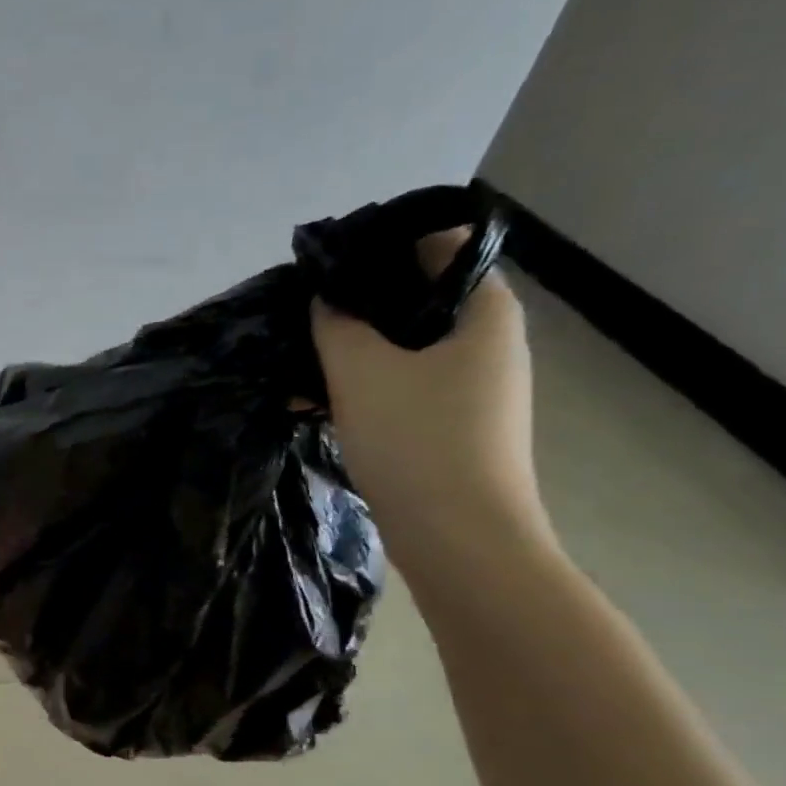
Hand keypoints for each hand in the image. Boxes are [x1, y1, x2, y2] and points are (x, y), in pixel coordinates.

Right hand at [311, 228, 551, 576]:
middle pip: (417, 299)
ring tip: (297, 366)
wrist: (460, 540)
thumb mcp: (362, 371)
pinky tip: (314, 405)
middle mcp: (488, 340)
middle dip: (358, 305)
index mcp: (484, 310)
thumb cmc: (417, 441)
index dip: (381, 248)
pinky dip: (364, 389)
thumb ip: (336, 323)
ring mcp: (474, 388)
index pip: (438, 244)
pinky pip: (403, 389)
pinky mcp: (454, 426)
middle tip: (304, 317)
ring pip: (405, 350)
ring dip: (353, 353)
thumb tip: (326, 296)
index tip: (328, 268)